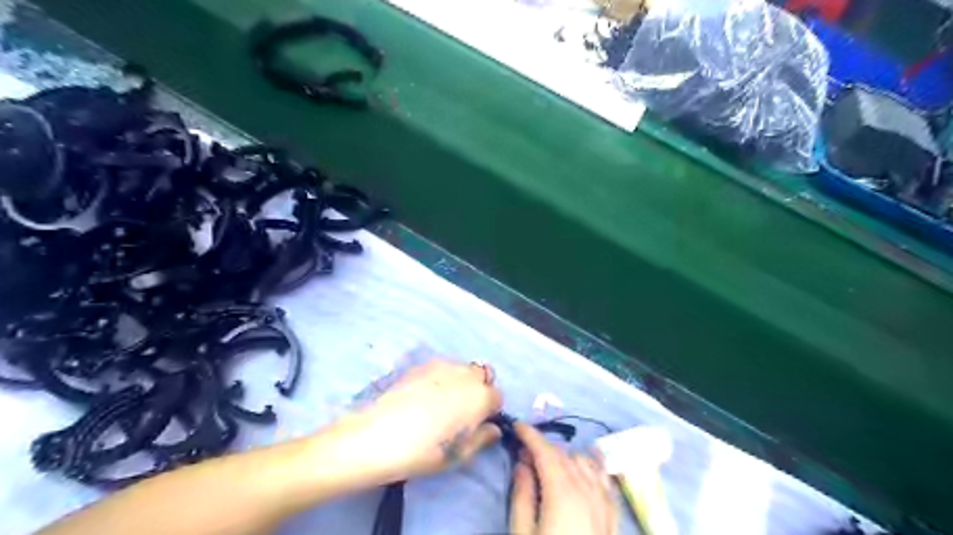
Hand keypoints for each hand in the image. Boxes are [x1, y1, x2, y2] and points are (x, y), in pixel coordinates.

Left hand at [329, 360, 501, 483]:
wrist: (378, 435)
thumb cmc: (424, 451)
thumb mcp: (459, 455)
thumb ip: (482, 438)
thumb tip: (493, 429)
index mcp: (480, 397)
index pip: (498, 397)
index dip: (490, 410)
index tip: (478, 423)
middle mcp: (466, 375)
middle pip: (483, 375)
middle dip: (480, 389)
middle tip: (463, 411)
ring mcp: (443, 365)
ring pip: (463, 368)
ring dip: (462, 381)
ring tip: (443, 401)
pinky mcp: (422, 364)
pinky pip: (442, 367)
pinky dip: (442, 377)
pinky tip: (425, 395)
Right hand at [514, 425, 619, 531]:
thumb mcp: (523, 532)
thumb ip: (522, 496)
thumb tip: (522, 464)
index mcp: (562, 492)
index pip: (545, 451)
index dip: (530, 435)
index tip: (517, 425)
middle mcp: (586, 488)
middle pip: (563, 455)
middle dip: (542, 448)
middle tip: (524, 456)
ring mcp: (604, 499)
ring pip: (583, 461)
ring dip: (564, 458)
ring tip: (551, 467)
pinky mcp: (614, 511)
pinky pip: (605, 476)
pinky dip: (593, 463)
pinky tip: (590, 457)